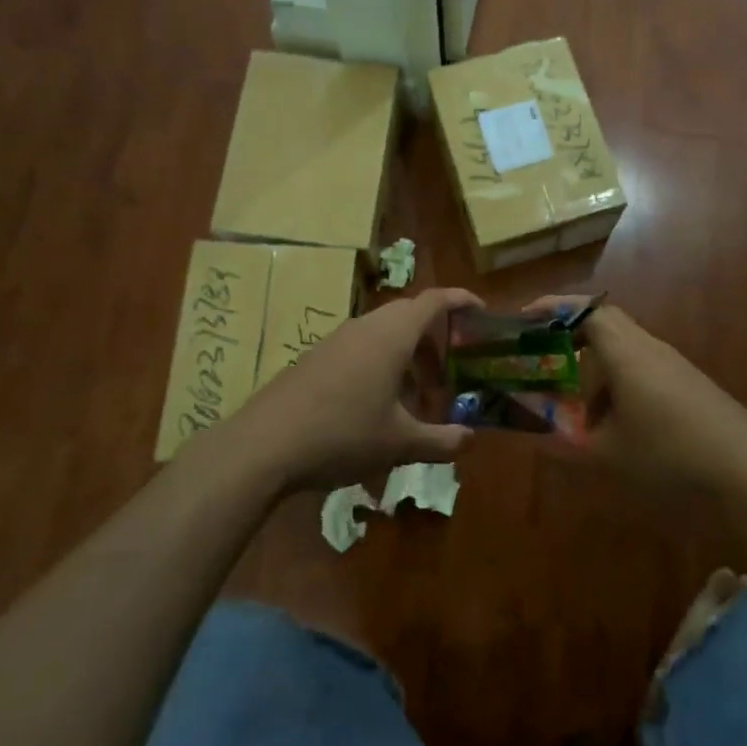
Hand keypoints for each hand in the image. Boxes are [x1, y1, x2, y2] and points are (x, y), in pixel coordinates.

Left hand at [233, 287, 482, 494]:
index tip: (482, 312)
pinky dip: (381, 364)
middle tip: (449, 371)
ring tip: (415, 397)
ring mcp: (337, 340)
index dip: (461, 301)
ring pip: (384, 333)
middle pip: (410, 315)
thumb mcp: (399, 444)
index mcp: (392, 336)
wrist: (264, 445)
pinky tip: (377, 406)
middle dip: (435, 339)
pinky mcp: (316, 357)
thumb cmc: (342, 434)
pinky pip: (361, 347)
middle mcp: (366, 327)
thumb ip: (440, 440)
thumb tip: (469, 439)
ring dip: (407, 356)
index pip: (435, 300)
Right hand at [525, 297, 746, 492]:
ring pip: (624, 349)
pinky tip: (616, 423)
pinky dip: (618, 382)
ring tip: (576, 405)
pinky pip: (642, 367)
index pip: (586, 311)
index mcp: (625, 353)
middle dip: (569, 336)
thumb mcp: (607, 456)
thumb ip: (564, 446)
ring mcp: (672, 364)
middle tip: (541, 359)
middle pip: (604, 323)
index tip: (524, 318)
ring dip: (595, 367)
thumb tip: (529, 440)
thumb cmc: (669, 453)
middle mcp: (648, 348)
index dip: (553, 308)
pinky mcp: (688, 383)